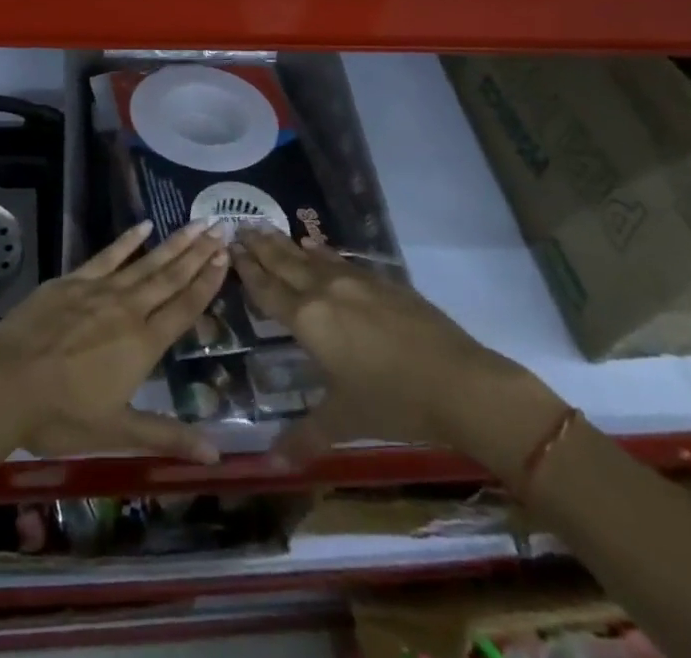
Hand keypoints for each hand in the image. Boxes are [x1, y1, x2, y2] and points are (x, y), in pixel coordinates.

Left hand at [0, 221, 229, 463]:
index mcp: (144, 344)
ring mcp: (100, 290)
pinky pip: (107, 255)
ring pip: (146, 262)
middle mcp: (129, 309)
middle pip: (171, 277)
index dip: (208, 283)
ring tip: (196, 222)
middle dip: (198, 253)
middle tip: (221, 227)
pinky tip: (143, 225)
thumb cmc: (62, 415)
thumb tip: (215, 454)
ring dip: (173, 243)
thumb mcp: (117, 432)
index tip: (227, 257)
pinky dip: (127, 240)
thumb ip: (167, 436)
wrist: (6, 382)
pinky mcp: (73, 280)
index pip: (184, 307)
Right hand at [231, 226, 566, 480]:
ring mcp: (356, 281)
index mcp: (308, 319)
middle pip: (285, 262)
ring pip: (311, 256)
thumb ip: (305, 436)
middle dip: (261, 245)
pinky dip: (320, 252)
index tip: (230, 246)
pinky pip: (339, 260)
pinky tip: (316, 248)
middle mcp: (325, 290)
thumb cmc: (394, 403)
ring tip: (267, 227)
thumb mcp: (344, 421)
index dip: (247, 268)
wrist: (460, 382)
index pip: (268, 288)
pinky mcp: (383, 281)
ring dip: (286, 243)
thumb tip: (271, 464)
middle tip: (240, 225)